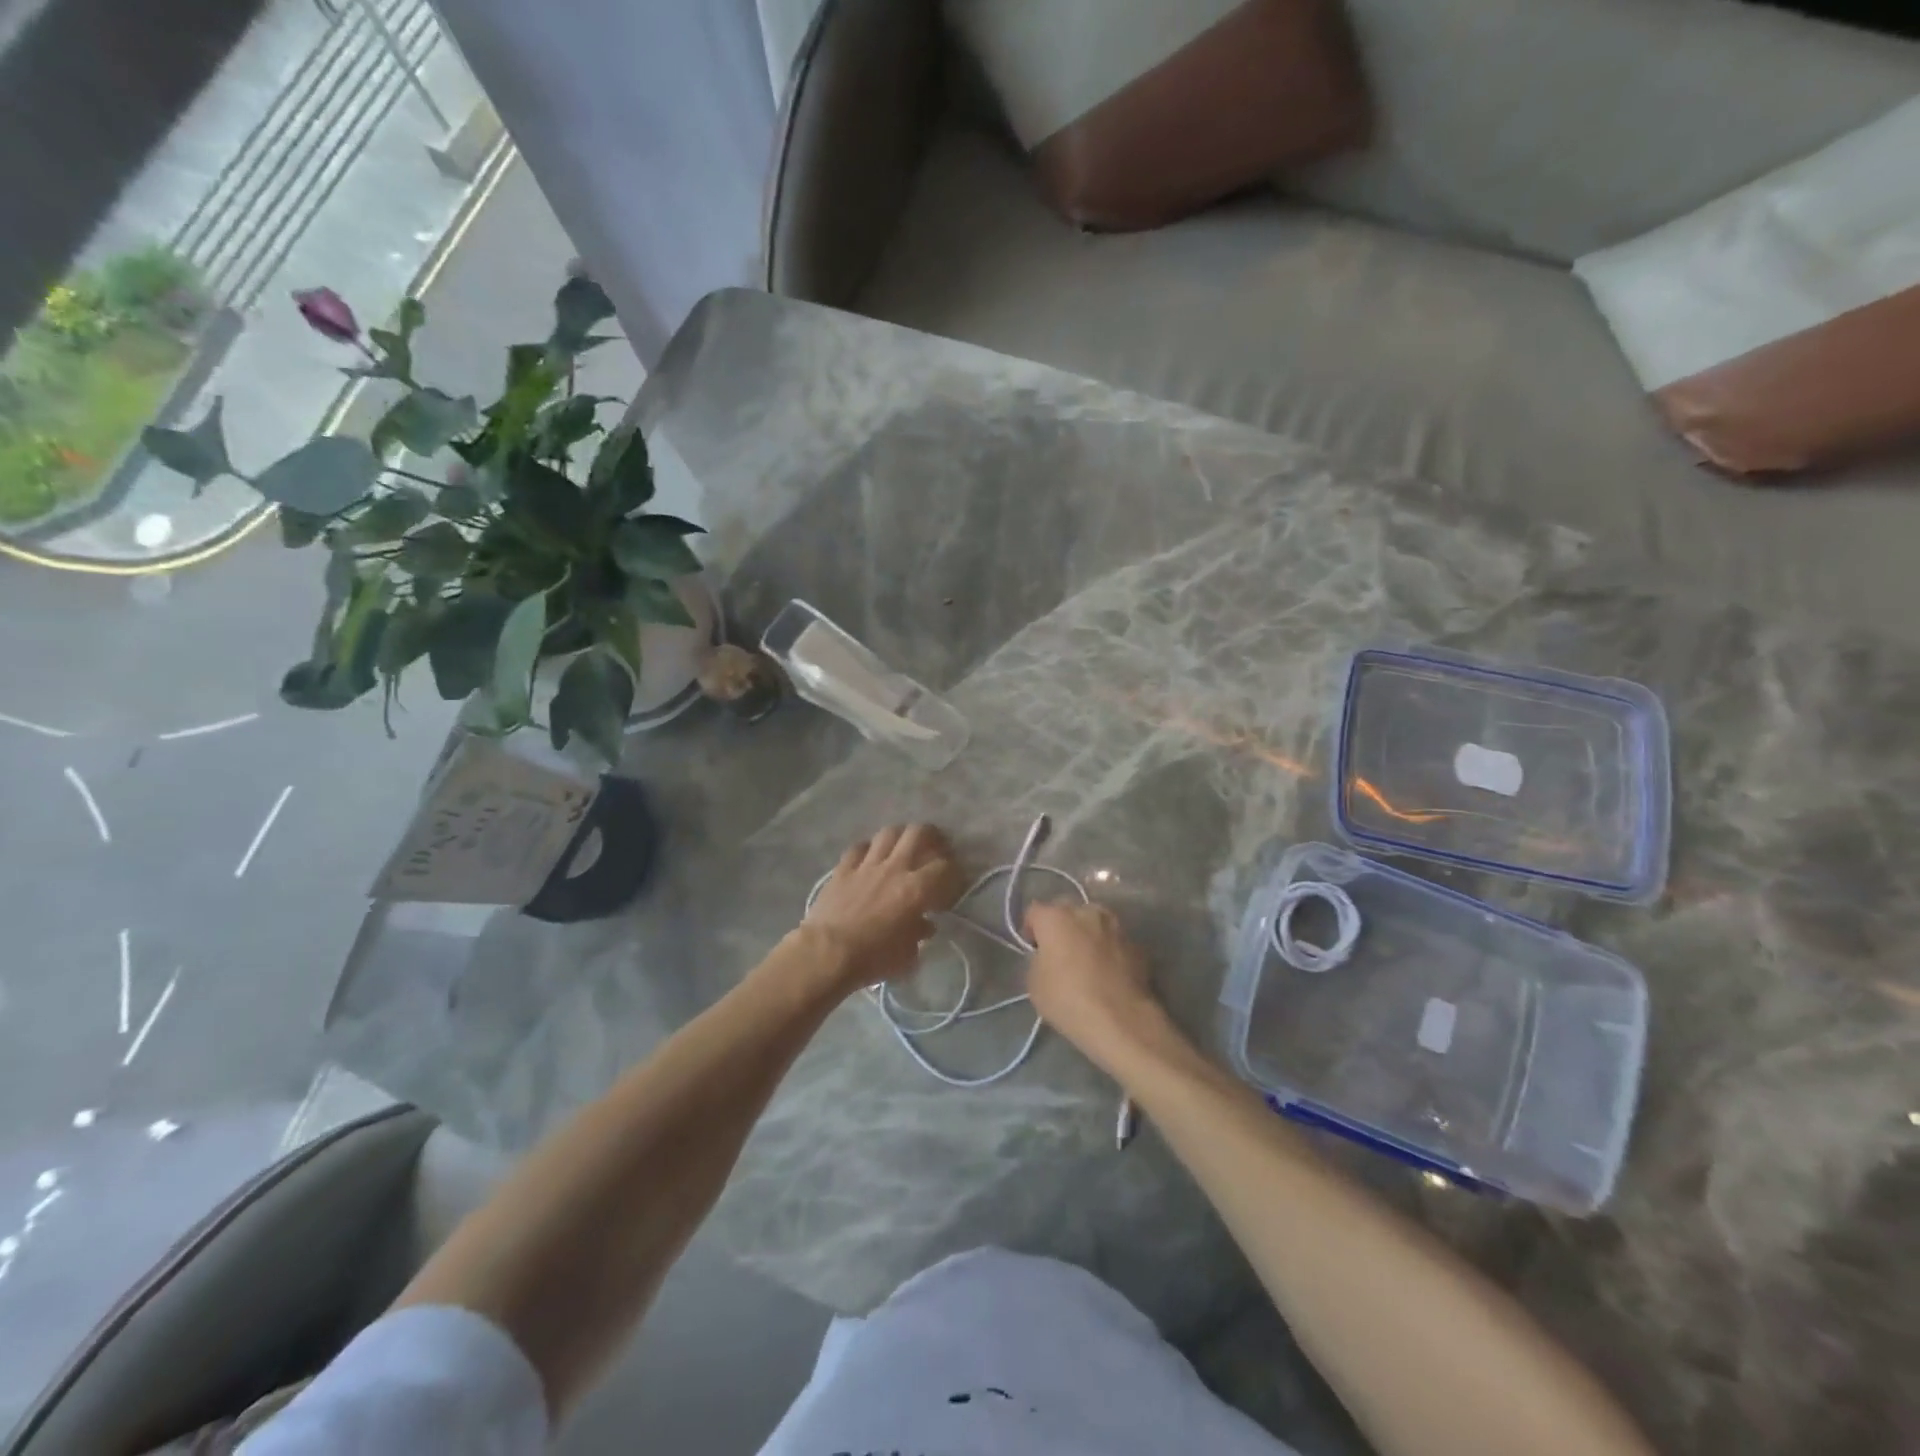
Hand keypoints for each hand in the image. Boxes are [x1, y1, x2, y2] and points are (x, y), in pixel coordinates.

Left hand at [804, 825, 964, 990]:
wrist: (827, 953)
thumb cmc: (873, 958)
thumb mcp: (907, 956)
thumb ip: (919, 935)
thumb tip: (924, 925)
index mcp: (917, 888)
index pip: (945, 867)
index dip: (954, 872)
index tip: (953, 883)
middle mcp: (895, 867)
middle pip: (918, 833)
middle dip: (932, 836)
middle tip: (935, 847)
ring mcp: (867, 864)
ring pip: (889, 833)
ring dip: (900, 837)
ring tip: (903, 847)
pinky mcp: (843, 868)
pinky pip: (859, 847)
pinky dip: (868, 849)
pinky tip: (870, 858)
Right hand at [1024, 902, 1169, 1067]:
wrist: (1121, 1020)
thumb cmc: (1068, 999)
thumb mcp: (1034, 984)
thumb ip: (1037, 959)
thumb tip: (1047, 956)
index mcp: (1056, 917)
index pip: (1034, 912)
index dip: (1030, 930)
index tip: (1032, 950)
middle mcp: (1087, 912)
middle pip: (1067, 911)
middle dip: (1061, 926)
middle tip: (1059, 953)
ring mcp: (1116, 926)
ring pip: (1095, 922)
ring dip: (1088, 935)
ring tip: (1087, 961)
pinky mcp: (1137, 944)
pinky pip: (1114, 941)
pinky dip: (1109, 950)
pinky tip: (1109, 973)